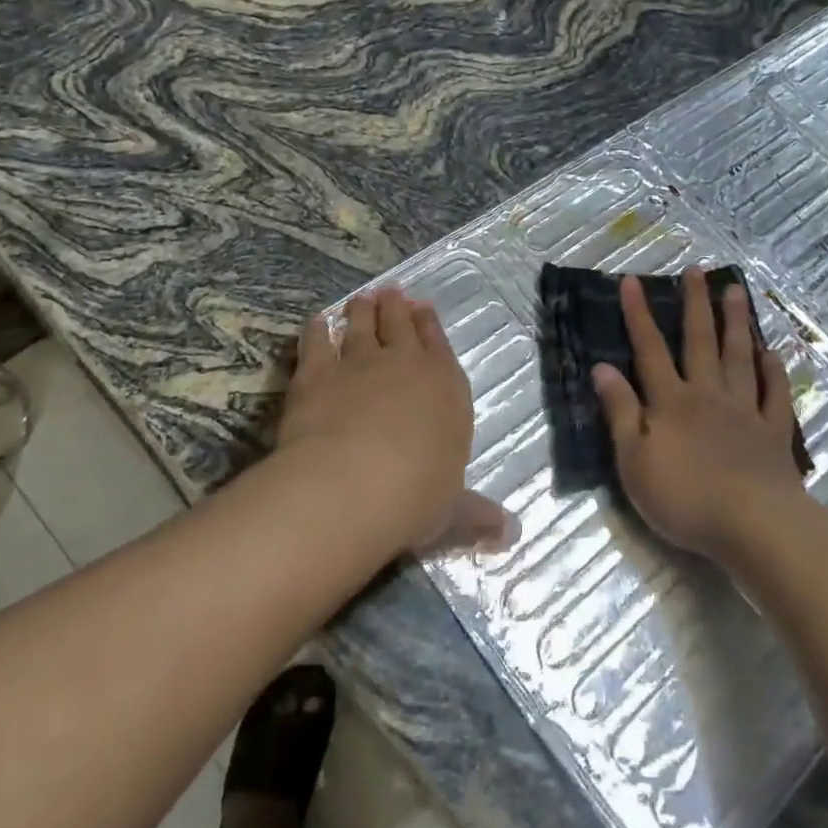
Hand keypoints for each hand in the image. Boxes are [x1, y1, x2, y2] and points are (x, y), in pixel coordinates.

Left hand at [277, 288, 516, 555]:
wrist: (354, 483)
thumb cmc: (417, 496)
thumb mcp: (453, 513)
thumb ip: (477, 516)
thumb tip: (512, 535)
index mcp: (445, 386)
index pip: (438, 345)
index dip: (429, 325)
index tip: (423, 307)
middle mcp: (404, 364)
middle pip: (399, 325)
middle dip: (396, 307)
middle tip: (391, 292)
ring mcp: (358, 363)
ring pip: (360, 325)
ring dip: (361, 310)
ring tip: (361, 297)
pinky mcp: (316, 372)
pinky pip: (316, 341)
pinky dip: (316, 328)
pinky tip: (316, 320)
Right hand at [592, 269, 806, 563]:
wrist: (754, 526)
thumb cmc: (685, 497)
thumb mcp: (634, 460)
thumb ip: (620, 411)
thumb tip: (602, 367)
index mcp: (671, 401)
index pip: (649, 349)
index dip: (638, 314)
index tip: (632, 280)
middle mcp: (708, 394)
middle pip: (700, 342)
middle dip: (696, 304)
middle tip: (697, 271)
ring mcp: (745, 411)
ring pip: (739, 357)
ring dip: (736, 323)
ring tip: (736, 291)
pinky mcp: (773, 433)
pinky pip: (774, 394)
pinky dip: (774, 371)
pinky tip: (772, 353)